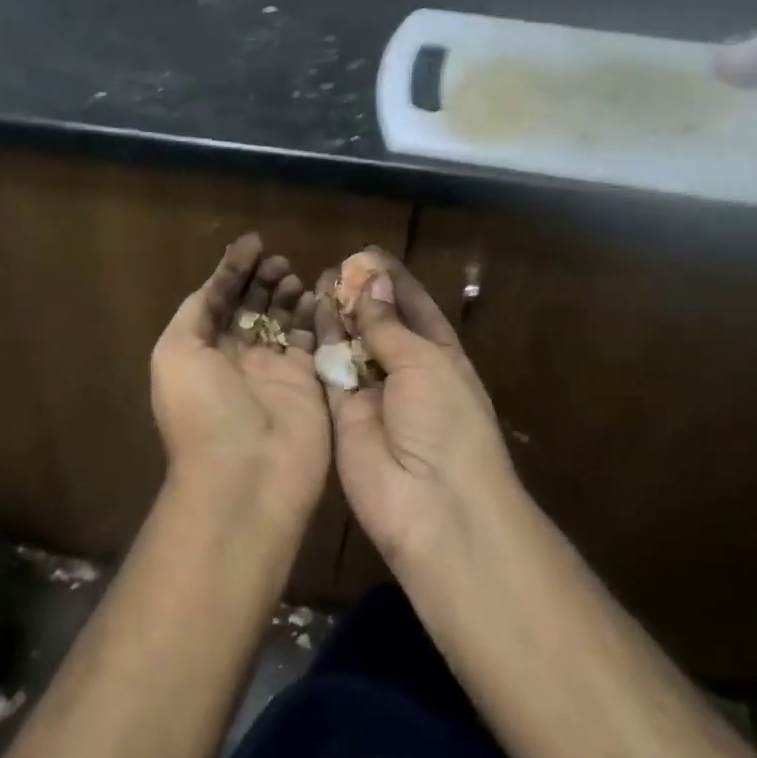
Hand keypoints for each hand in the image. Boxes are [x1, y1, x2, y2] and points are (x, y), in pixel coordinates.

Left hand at [151, 234, 329, 524]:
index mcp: (200, 352)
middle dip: (263, 280)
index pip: (217, 300)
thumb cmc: (203, 409)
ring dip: (288, 295)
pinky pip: (313, 342)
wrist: (245, 476)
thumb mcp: (176, 352)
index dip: (233, 270)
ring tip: (296, 277)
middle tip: (279, 262)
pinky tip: (319, 295)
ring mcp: (274, 373)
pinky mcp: (308, 385)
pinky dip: (316, 316)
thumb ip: (196, 311)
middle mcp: (236, 360)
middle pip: (252, 308)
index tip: (254, 242)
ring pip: (284, 322)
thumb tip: (216, 284)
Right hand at [316, 251, 519, 570]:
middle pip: (380, 325)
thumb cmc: (446, 422)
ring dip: (339, 315)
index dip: (394, 282)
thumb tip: (371, 283)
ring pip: (351, 345)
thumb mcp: (426, 363)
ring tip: (319, 281)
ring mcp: (373, 395)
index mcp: (440, 357)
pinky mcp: (341, 415)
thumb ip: (390, 325)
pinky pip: (329, 371)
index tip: (368, 253)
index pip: (416, 309)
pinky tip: (310, 312)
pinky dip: (320, 343)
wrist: (432, 504)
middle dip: (362, 296)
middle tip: (336, 267)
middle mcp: (407, 372)